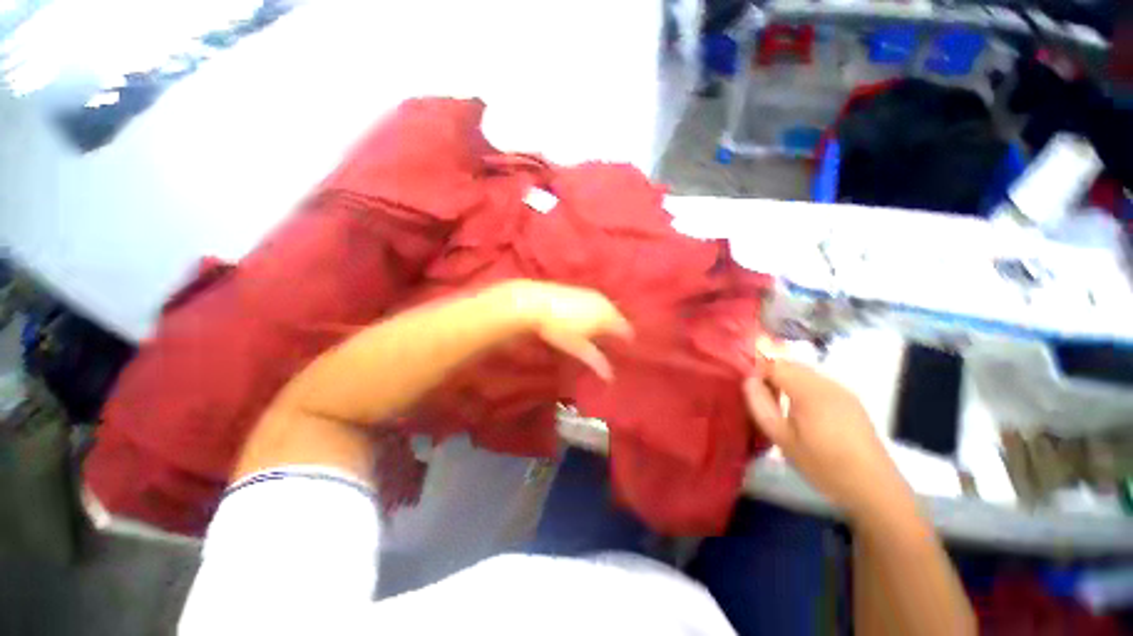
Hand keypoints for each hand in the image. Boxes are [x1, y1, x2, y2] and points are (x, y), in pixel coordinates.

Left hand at [502, 280, 632, 379]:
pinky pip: (597, 302)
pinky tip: (589, 317)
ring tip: (603, 331)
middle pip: (619, 317)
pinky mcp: (581, 289)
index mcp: (608, 316)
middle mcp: (604, 302)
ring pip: (608, 307)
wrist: (536, 303)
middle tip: (615, 342)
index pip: (626, 329)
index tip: (626, 350)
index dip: (627, 340)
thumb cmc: (560, 329)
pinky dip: (598, 311)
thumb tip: (610, 377)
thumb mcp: (578, 348)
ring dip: (609, 319)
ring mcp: (593, 294)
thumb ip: (596, 360)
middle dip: (618, 329)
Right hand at [743, 353, 909, 519]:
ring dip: (786, 381)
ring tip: (780, 406)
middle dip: (771, 375)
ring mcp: (842, 390)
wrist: (873, 487)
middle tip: (762, 399)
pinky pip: (818, 383)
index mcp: (809, 390)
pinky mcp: (850, 400)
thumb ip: (761, 405)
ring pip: (804, 373)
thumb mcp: (782, 438)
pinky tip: (802, 412)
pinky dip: (802, 388)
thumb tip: (748, 380)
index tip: (749, 389)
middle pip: (790, 364)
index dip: (757, 371)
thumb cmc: (822, 464)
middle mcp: (827, 382)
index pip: (774, 363)